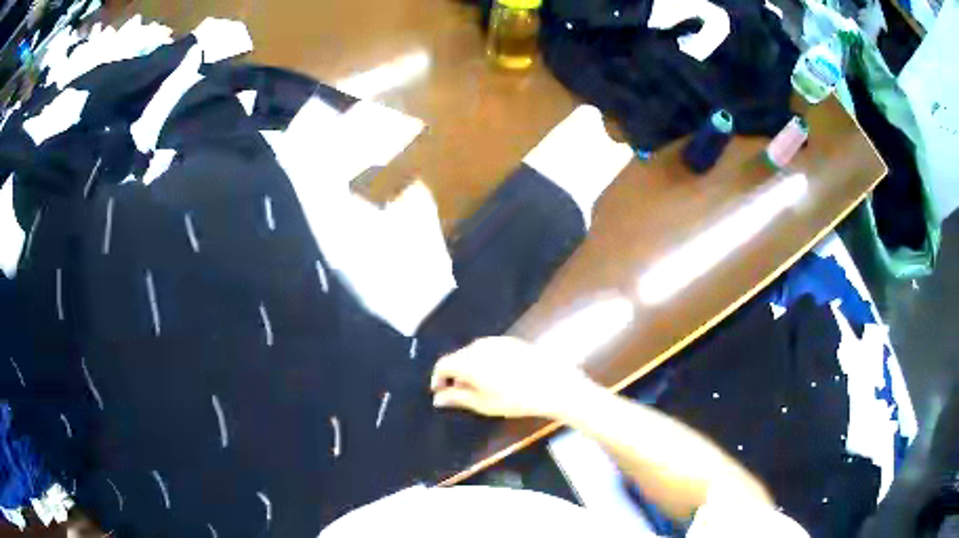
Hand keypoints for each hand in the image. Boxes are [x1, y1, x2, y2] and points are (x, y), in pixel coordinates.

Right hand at [430, 337, 596, 418]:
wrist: (555, 384)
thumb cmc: (516, 399)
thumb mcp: (484, 404)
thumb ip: (458, 397)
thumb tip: (438, 397)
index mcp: (469, 360)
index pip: (442, 364)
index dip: (437, 378)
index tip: (440, 392)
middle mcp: (480, 345)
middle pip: (458, 356)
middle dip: (454, 373)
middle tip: (460, 392)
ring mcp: (497, 340)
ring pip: (474, 352)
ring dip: (470, 366)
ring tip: (479, 386)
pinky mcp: (512, 341)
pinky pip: (490, 349)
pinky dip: (486, 361)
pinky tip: (498, 375)